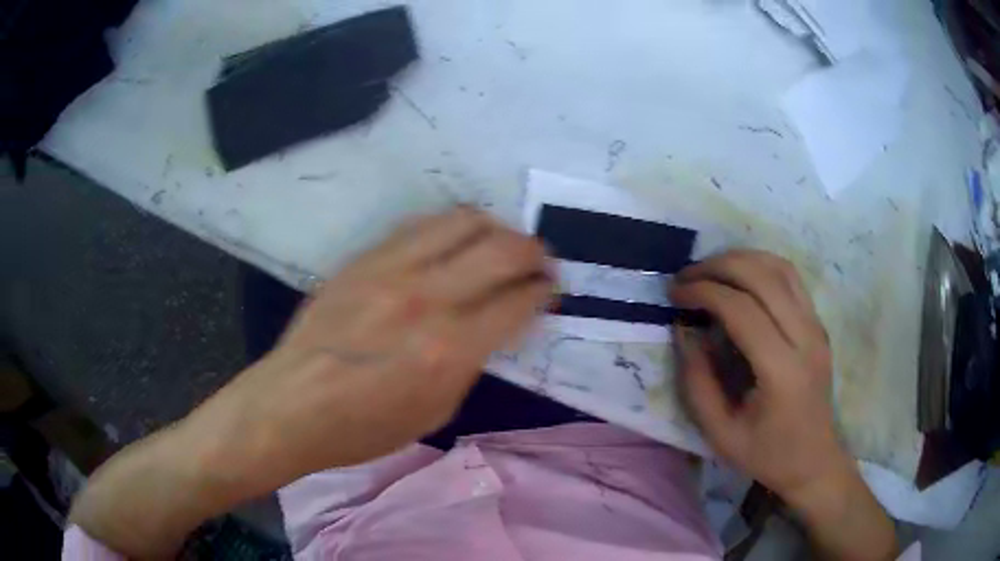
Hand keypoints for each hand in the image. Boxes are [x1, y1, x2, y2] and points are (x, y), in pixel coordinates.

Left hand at [70, 207, 553, 557]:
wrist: (289, 405)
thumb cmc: (361, 428)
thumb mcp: (434, 411)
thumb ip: (470, 361)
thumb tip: (492, 326)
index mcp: (449, 349)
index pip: (518, 300)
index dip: (544, 291)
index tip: (551, 289)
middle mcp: (426, 297)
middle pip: (501, 248)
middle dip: (533, 251)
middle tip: (540, 261)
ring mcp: (389, 269)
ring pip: (461, 221)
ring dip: (494, 229)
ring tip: (500, 244)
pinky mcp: (363, 259)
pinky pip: (419, 225)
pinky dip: (450, 228)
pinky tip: (453, 243)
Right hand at [672, 250, 895, 559]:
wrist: (814, 460)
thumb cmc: (767, 455)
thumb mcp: (720, 433)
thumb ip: (697, 382)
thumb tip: (685, 331)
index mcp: (782, 370)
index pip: (742, 309)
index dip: (704, 292)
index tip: (675, 294)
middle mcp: (805, 338)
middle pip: (762, 277)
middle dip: (718, 267)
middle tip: (686, 276)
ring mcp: (816, 327)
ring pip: (780, 268)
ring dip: (741, 259)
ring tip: (710, 271)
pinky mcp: (818, 324)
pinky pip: (791, 278)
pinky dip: (761, 266)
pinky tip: (741, 276)